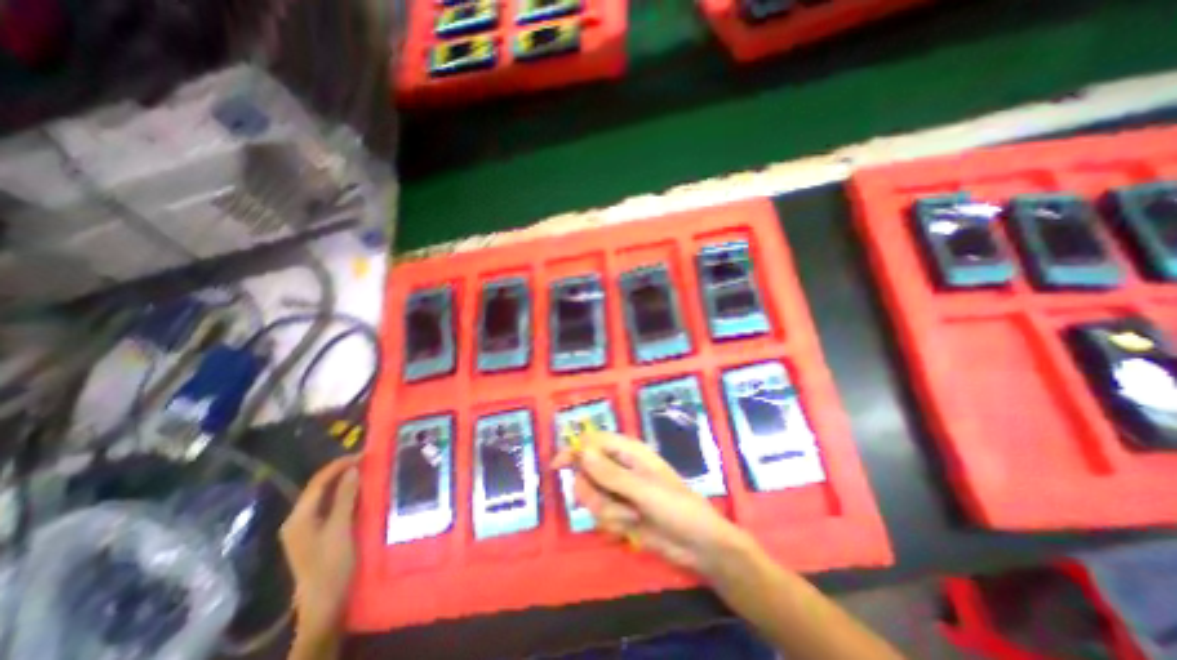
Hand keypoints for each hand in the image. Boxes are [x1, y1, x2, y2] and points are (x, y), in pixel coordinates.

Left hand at [282, 460, 362, 634]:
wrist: (325, 603)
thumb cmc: (332, 564)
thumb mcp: (341, 528)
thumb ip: (345, 497)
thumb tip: (353, 469)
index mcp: (299, 517)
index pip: (318, 482)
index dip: (339, 465)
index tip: (363, 454)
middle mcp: (298, 520)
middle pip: (319, 488)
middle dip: (342, 471)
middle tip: (368, 461)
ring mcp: (306, 529)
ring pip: (326, 496)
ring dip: (344, 483)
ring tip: (367, 472)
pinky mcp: (317, 535)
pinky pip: (330, 506)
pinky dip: (344, 495)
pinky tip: (360, 493)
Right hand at [550, 430, 742, 575]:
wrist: (696, 544)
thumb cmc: (675, 507)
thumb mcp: (643, 490)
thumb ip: (610, 473)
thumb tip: (582, 452)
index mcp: (628, 452)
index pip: (593, 442)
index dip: (574, 450)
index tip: (558, 466)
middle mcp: (619, 468)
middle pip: (586, 471)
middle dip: (594, 491)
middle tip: (614, 502)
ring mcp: (618, 491)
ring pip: (590, 496)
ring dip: (607, 510)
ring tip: (630, 516)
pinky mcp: (618, 512)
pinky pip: (599, 515)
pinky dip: (612, 523)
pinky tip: (631, 527)